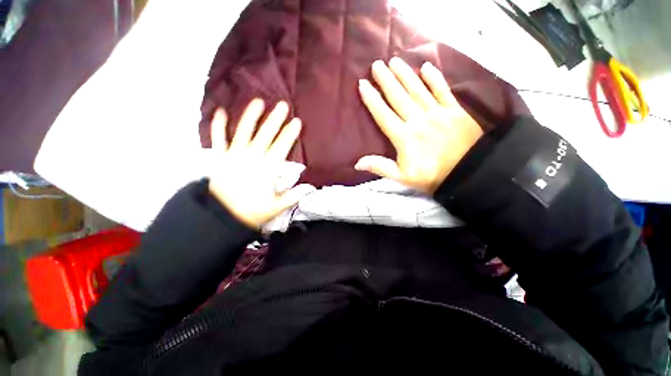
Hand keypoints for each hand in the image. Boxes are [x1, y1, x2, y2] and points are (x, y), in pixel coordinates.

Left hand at [209, 100, 315, 228]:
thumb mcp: (277, 206)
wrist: (222, 217)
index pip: (282, 146)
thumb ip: (294, 195)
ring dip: (251, 115)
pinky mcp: (220, 158)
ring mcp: (234, 155)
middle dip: (275, 119)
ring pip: (243, 131)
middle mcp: (252, 157)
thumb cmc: (252, 211)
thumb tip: (310, 187)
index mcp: (267, 169)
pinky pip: (218, 138)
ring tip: (258, 101)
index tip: (297, 122)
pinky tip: (221, 111)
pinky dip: (218, 124)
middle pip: (266, 135)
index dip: (290, 133)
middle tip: (283, 105)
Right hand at [356, 58, 483, 193]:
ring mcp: (437, 113)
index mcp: (404, 137)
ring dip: (405, 74)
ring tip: (394, 61)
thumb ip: (380, 167)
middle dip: (386, 80)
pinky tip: (426, 67)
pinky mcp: (454, 110)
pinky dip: (435, 78)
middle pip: (398, 97)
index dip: (372, 99)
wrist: (468, 174)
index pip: (383, 115)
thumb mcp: (402, 177)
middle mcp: (418, 120)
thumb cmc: (431, 176)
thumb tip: (357, 163)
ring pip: (418, 90)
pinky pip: (443, 90)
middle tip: (376, 65)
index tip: (363, 84)